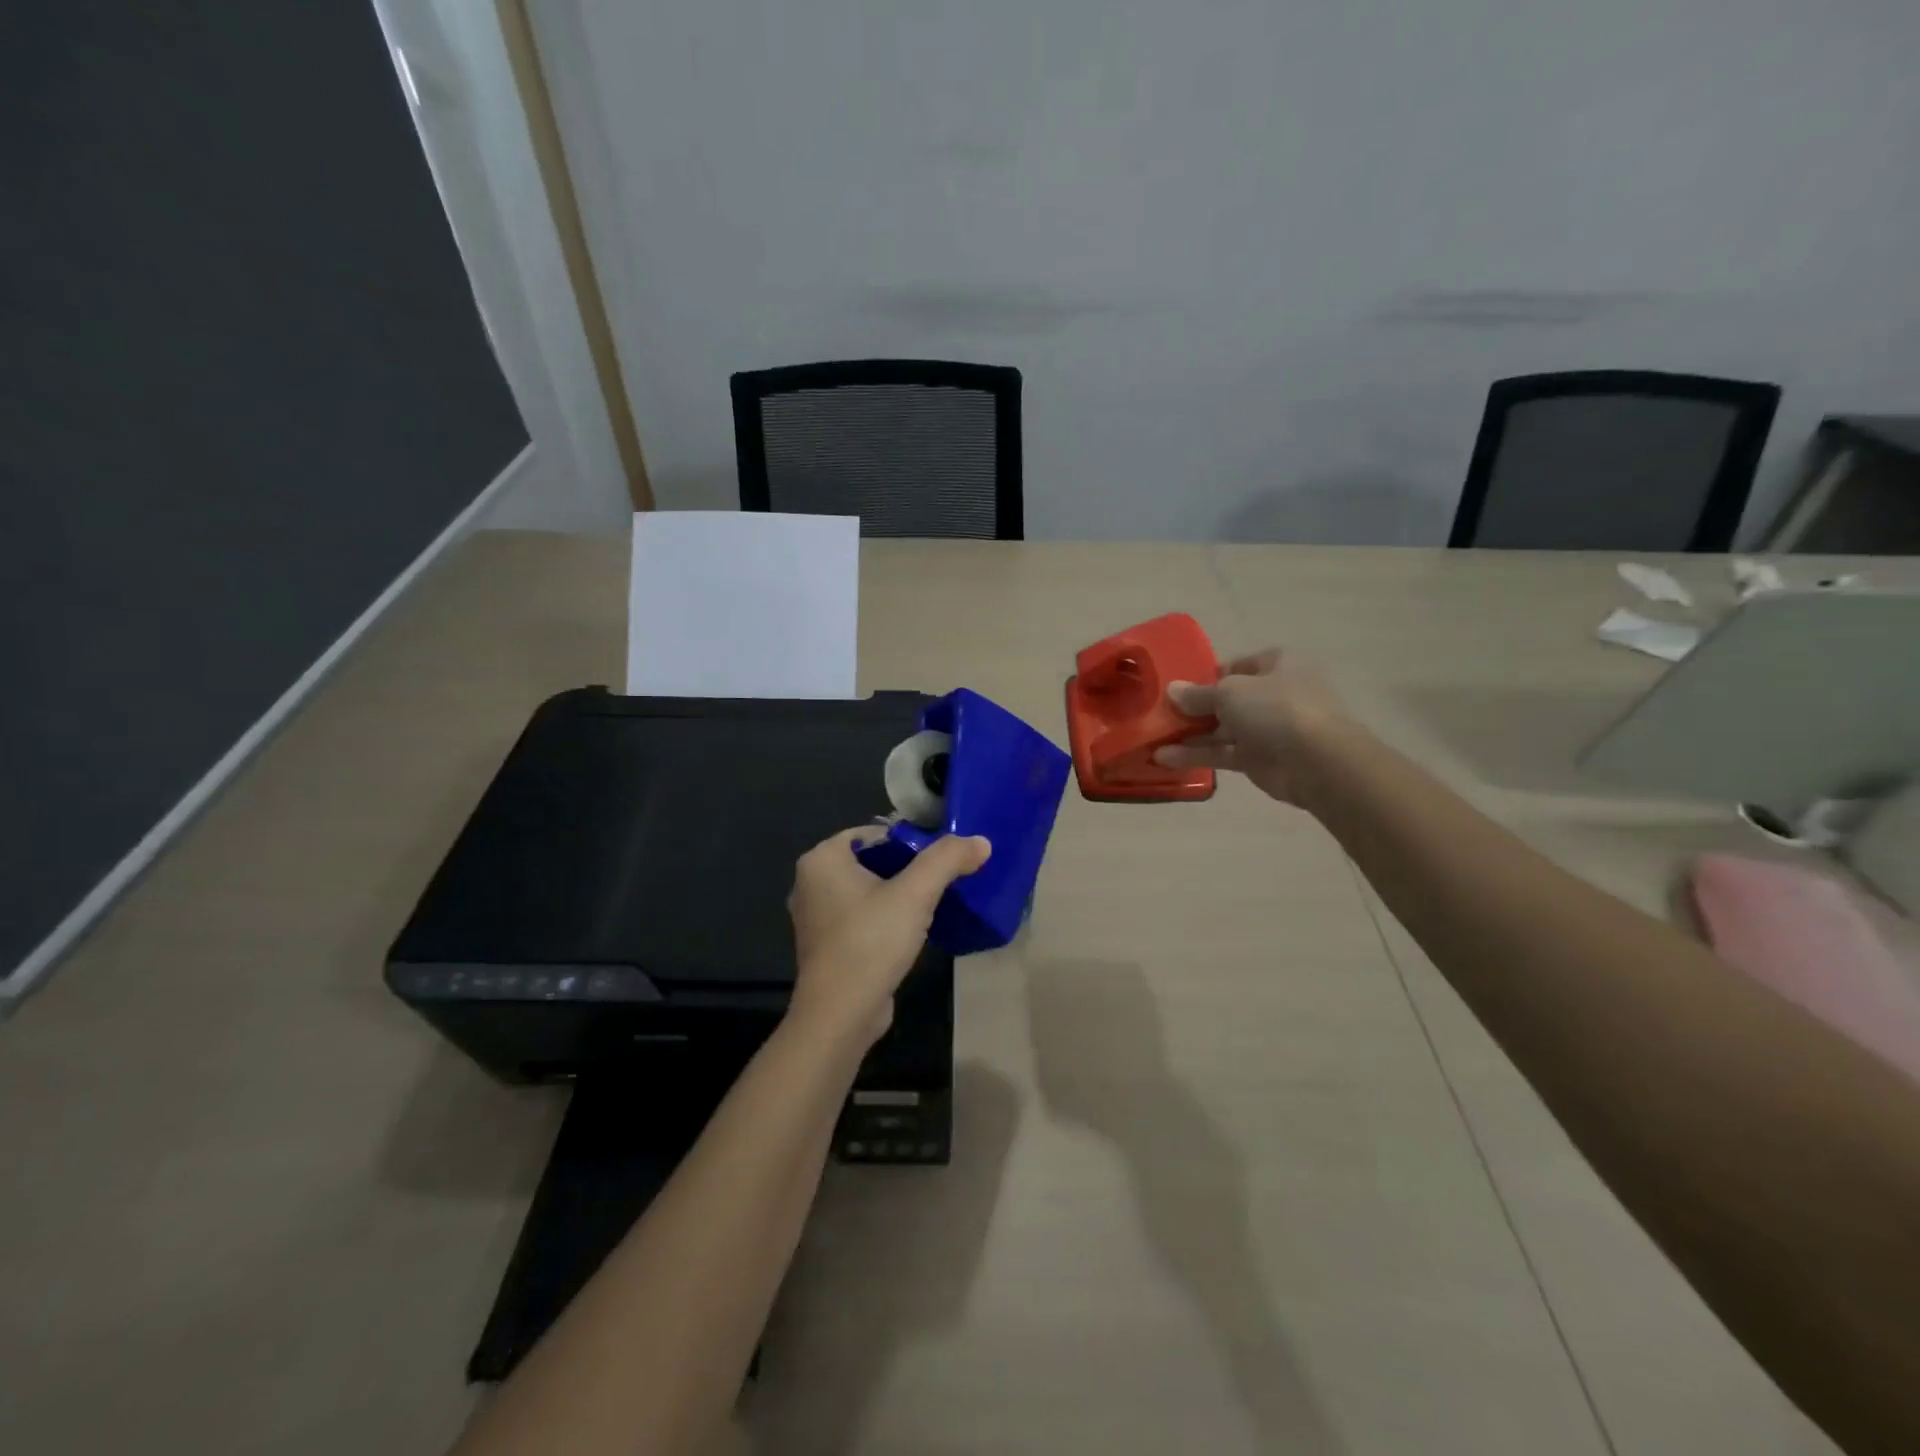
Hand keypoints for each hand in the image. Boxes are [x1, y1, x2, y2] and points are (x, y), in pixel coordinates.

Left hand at [787, 828, 991, 1044]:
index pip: (875, 833)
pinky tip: (912, 930)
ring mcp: (816, 916)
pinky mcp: (827, 945)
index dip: (911, 840)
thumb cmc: (871, 943)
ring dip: (899, 893)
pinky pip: (862, 916)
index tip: (942, 858)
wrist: (840, 1016)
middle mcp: (810, 882)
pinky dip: (885, 917)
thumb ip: (947, 860)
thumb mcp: (915, 894)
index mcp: (821, 859)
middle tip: (943, 879)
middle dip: (908, 868)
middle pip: (872, 860)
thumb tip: (981, 841)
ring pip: (868, 889)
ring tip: (933, 903)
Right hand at [1152, 649, 1348, 805]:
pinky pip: (1222, 753)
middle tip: (1160, 713)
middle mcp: (1273, 694)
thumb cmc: (1276, 709)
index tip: (1178, 686)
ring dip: (1190, 734)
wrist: (1317, 761)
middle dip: (1194, 707)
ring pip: (1222, 728)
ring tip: (1153, 738)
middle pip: (1227, 699)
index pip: (1238, 665)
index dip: (1208, 674)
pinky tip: (1164, 758)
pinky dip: (1196, 755)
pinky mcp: (1259, 759)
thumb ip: (1197, 694)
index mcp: (1277, 665)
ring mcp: (1267, 728)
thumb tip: (1171, 690)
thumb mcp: (1229, 692)